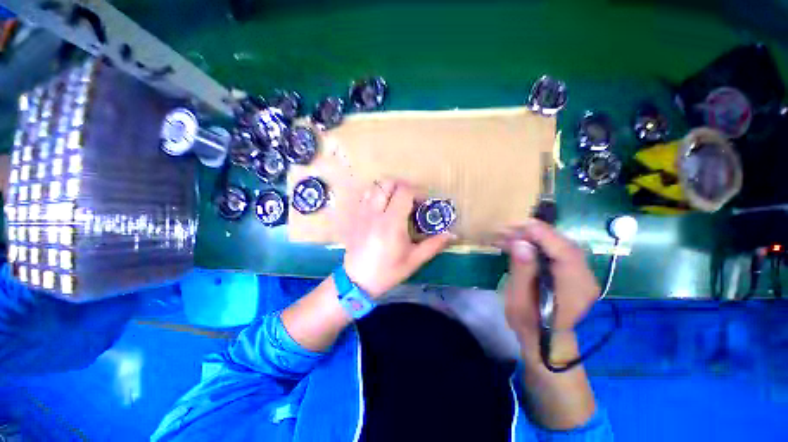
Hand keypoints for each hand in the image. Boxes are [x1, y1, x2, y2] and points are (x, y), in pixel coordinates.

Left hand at [343, 179, 453, 296]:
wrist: (357, 280)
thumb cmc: (387, 271)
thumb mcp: (414, 260)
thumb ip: (434, 245)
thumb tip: (452, 235)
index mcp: (392, 222)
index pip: (404, 192)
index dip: (417, 192)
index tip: (424, 202)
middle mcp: (375, 213)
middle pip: (387, 183)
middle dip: (402, 186)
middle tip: (411, 199)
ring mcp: (362, 213)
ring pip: (374, 187)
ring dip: (388, 189)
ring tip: (396, 202)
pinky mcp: (355, 217)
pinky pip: (365, 197)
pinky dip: (375, 195)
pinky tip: (381, 208)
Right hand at [496, 220, 599, 361]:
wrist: (546, 339)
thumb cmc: (529, 323)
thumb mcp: (519, 301)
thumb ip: (522, 272)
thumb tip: (521, 244)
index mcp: (574, 289)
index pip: (565, 253)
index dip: (544, 235)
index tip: (521, 224)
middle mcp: (585, 278)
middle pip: (565, 245)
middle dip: (539, 232)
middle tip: (512, 227)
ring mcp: (582, 274)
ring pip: (562, 245)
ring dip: (538, 236)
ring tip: (513, 233)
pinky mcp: (574, 272)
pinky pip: (558, 251)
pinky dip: (540, 243)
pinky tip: (523, 242)